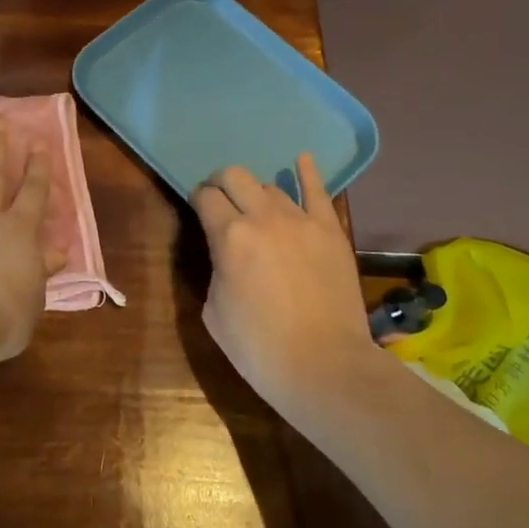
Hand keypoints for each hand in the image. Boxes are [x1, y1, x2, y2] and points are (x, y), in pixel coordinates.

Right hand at [193, 155, 373, 417]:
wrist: (325, 367)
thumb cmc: (259, 347)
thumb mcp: (214, 310)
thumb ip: (216, 267)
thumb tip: (226, 254)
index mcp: (228, 236)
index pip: (205, 196)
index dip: (197, 198)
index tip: (198, 208)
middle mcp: (263, 217)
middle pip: (236, 176)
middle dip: (222, 183)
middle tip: (221, 200)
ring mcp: (302, 221)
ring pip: (272, 186)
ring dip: (257, 193)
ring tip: (258, 209)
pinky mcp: (331, 232)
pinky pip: (318, 192)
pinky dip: (307, 173)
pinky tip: (302, 159)